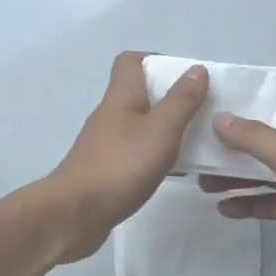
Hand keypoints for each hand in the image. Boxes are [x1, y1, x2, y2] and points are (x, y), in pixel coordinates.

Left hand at [44, 52, 209, 261]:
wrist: (74, 215)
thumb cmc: (120, 166)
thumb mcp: (160, 131)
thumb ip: (181, 101)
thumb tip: (197, 69)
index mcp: (121, 97)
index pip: (131, 61)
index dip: (158, 60)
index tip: (188, 77)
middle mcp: (111, 114)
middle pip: (139, 92)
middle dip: (170, 97)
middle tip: (201, 111)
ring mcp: (106, 143)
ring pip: (141, 124)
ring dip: (166, 128)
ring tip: (196, 142)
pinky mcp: (107, 169)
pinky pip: (137, 152)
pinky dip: (157, 155)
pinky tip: (176, 172)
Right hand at [202, 102, 275, 275]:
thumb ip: (255, 137)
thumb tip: (219, 118)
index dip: (246, 100)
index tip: (209, 100)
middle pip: (265, 138)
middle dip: (231, 141)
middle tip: (193, 143)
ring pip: (263, 171)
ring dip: (235, 174)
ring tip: (200, 180)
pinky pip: (270, 201)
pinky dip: (248, 202)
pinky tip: (223, 208)